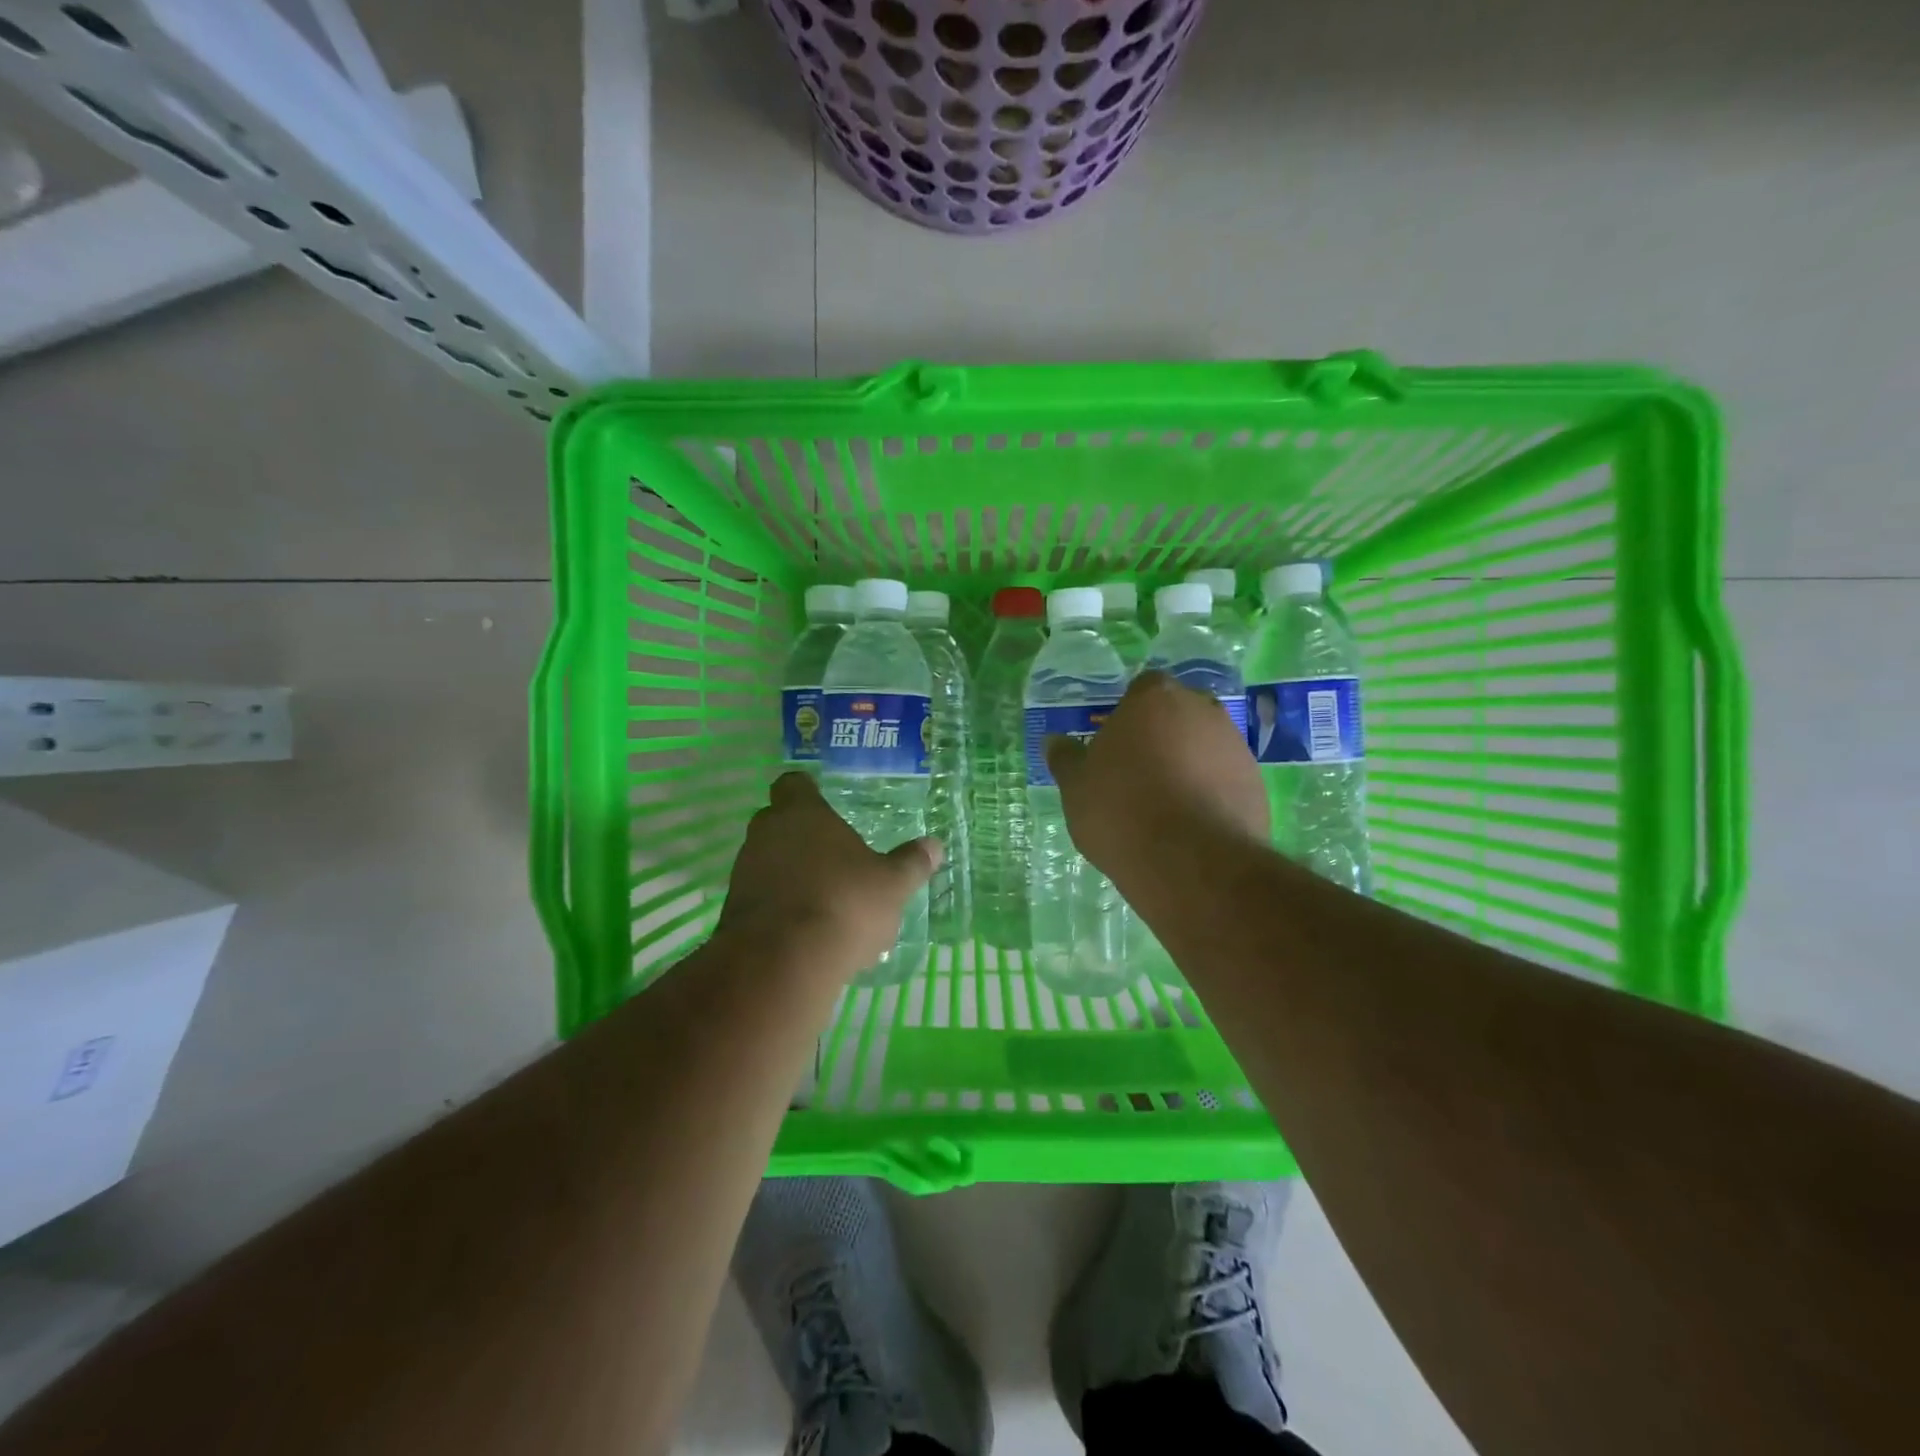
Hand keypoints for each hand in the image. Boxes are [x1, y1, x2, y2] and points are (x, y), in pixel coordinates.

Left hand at [717, 771, 941, 976]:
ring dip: (791, 873)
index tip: (826, 804)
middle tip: (835, 857)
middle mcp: (766, 834)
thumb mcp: (892, 885)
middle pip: (779, 822)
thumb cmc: (843, 904)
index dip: (808, 791)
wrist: (780, 963)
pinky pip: (761, 897)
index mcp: (803, 814)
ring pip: (769, 861)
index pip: (794, 783)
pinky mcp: (733, 910)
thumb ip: (911, 863)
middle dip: (803, 836)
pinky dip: (780, 907)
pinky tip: (806, 931)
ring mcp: (744, 872)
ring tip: (825, 901)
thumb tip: (934, 845)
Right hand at [1044, 671, 1268, 882]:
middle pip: (1179, 712)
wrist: (1189, 860)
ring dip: (1190, 762)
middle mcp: (1200, 709)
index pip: (1143, 688)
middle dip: (1163, 733)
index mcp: (1153, 698)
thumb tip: (1055, 741)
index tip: (1117, 743)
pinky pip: (1226, 776)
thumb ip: (1066, 758)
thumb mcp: (1076, 787)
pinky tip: (1192, 822)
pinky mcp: (1256, 781)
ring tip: (1167, 803)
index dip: (1129, 713)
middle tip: (1139, 771)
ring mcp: (1234, 744)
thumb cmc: (1120, 810)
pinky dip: (1212, 790)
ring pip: (1205, 744)